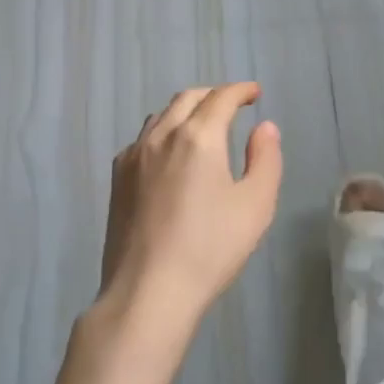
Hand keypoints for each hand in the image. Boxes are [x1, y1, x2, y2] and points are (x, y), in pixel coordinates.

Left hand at [96, 84, 282, 357]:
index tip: (254, 93)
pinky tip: (170, 154)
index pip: (221, 98)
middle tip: (232, 105)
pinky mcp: (118, 179)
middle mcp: (162, 135)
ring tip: (202, 125)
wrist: (148, 293)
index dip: (240, 90)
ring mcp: (134, 156)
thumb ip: (265, 159)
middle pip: (188, 98)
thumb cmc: (210, 249)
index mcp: (198, 136)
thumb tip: (264, 127)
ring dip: (186, 110)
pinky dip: (163, 132)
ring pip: (161, 116)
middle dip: (213, 95)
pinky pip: (143, 139)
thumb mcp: (256, 205)